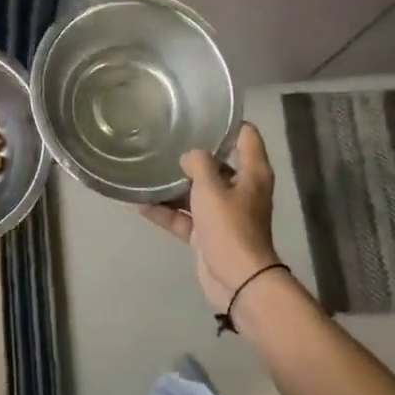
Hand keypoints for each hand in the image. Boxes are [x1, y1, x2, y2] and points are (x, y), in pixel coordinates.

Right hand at [142, 122, 280, 312]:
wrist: (237, 281)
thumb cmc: (230, 225)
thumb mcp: (211, 187)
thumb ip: (199, 163)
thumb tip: (190, 155)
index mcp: (252, 173)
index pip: (246, 136)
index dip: (228, 123)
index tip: (202, 113)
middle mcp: (241, 189)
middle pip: (218, 163)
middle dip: (194, 154)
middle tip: (167, 137)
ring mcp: (224, 213)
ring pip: (198, 191)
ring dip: (176, 185)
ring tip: (148, 168)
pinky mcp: (208, 235)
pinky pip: (185, 217)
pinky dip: (167, 212)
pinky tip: (141, 203)